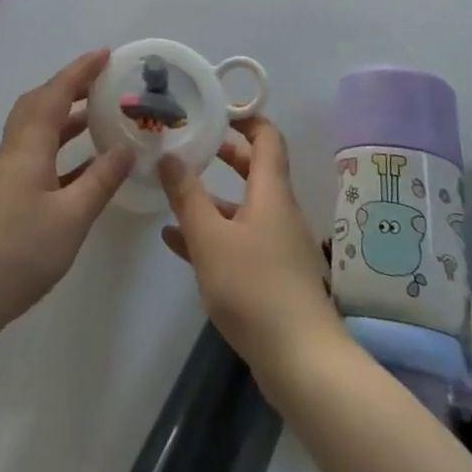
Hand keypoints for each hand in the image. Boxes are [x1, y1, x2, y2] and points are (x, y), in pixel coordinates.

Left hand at [0, 49, 133, 333]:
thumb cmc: (20, 251)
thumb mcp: (72, 217)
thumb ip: (100, 180)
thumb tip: (126, 147)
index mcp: (30, 146)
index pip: (57, 94)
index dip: (80, 71)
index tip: (106, 54)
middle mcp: (17, 149)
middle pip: (41, 102)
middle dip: (71, 86)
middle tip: (102, 81)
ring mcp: (10, 172)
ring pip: (38, 127)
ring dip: (66, 114)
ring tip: (99, 114)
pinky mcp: (9, 194)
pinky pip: (39, 152)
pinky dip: (61, 146)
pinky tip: (85, 163)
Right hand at [159, 116, 343, 372]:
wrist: (302, 363)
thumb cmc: (255, 288)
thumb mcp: (210, 238)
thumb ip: (187, 195)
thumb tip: (170, 155)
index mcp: (271, 192)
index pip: (267, 137)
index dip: (245, 117)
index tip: (215, 108)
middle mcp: (278, 211)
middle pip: (254, 169)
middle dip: (223, 153)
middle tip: (191, 141)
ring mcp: (277, 245)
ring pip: (242, 207)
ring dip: (211, 196)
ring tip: (173, 188)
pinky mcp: (271, 276)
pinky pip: (238, 240)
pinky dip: (212, 233)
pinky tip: (175, 240)